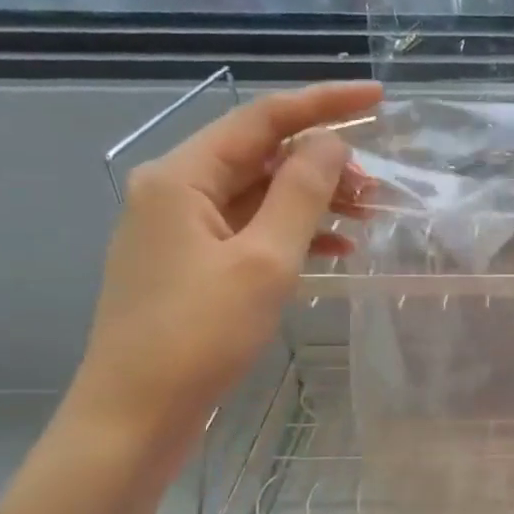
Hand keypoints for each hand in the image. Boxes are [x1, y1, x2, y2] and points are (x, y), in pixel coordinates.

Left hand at [71, 81, 381, 448]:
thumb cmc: (199, 334)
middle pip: (261, 156)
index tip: (378, 99)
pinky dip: (293, 233)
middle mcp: (175, 191)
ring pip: (258, 195)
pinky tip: (336, 248)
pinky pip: (250, 230)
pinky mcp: (190, 264)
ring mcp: (180, 230)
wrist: (136, 414)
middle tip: (378, 187)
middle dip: (323, 164)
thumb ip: (301, 194)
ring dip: (313, 201)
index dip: (323, 104)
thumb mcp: (264, 260)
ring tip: (369, 216)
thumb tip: (330, 143)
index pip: (262, 119)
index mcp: (182, 176)